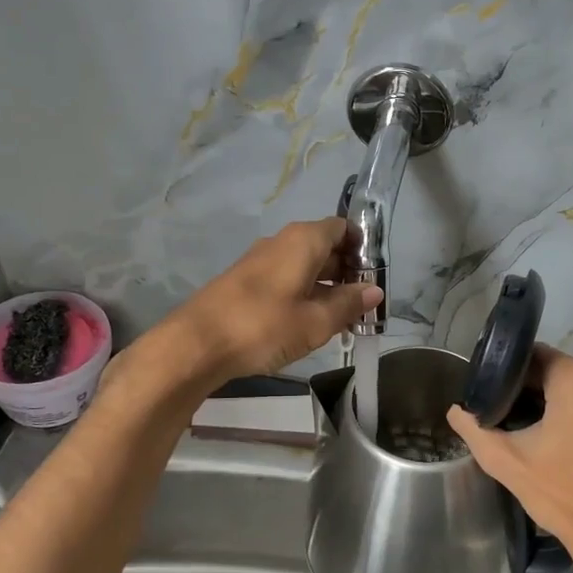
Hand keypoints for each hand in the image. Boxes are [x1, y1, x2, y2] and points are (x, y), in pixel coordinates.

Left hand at [143, 218, 380, 389]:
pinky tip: (308, 323)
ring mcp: (261, 261)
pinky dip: (303, 295)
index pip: (343, 229)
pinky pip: (286, 279)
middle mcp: (282, 242)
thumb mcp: (315, 321)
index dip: (363, 250)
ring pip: (305, 266)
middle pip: (325, 247)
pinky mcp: (246, 282)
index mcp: (303, 240)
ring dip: (326, 287)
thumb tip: (374, 291)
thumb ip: (348, 304)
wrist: (196, 343)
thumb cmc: (263, 326)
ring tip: (342, 320)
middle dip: (347, 273)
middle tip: (364, 306)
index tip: (375, 279)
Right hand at [447, 345, 572, 572]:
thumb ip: (475, 429)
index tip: (503, 394)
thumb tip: (456, 411)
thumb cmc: (562, 495)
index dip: (516, 374)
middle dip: (544, 392)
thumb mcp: (507, 462)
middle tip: (525, 420)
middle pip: (566, 375)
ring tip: (558, 438)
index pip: (537, 357)